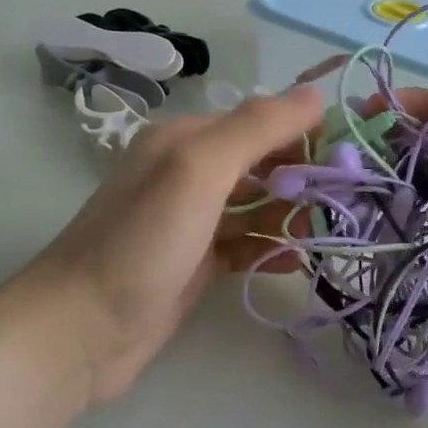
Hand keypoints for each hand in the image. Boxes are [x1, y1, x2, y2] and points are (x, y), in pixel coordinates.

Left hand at [18, 85, 324, 403]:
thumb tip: (315, 94)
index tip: (349, 158)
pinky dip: (271, 248)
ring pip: (257, 206)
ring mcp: (191, 220)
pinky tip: (296, 261)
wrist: (78, 333)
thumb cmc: (142, 243)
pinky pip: (245, 245)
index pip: (261, 121)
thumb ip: (257, 128)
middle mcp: (189, 172)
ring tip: (330, 232)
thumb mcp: (198, 170)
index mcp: (186, 139)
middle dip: (303, 176)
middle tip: (346, 201)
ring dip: (292, 214)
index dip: (305, 134)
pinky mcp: (195, 262)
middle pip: (262, 163)